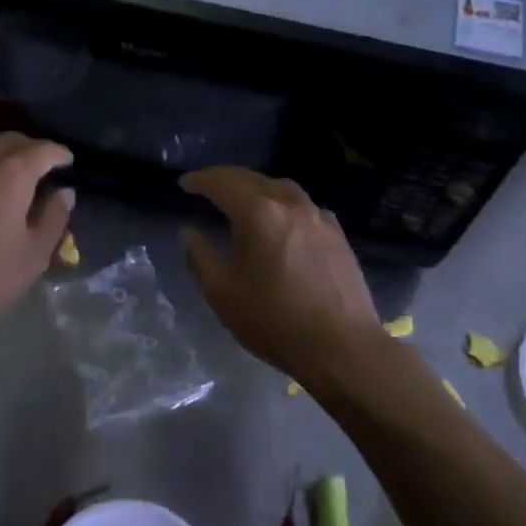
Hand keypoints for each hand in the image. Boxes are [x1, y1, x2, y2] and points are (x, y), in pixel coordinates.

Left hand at [0, 134, 73, 354]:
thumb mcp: (32, 258)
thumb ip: (53, 219)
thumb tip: (64, 193)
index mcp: (10, 177)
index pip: (42, 150)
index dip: (58, 153)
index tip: (66, 161)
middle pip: (8, 140)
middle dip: (28, 148)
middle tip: (38, 167)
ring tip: (1, 171)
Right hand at [180, 166, 381, 381]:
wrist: (342, 347)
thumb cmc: (274, 320)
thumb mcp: (222, 293)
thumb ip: (200, 257)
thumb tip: (189, 231)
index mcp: (259, 214)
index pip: (223, 183)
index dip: (200, 180)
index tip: (184, 184)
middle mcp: (290, 204)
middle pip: (253, 179)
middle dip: (226, 178)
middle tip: (206, 186)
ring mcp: (319, 217)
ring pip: (281, 188)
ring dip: (256, 188)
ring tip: (241, 200)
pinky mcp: (337, 235)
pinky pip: (303, 206)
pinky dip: (282, 204)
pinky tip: (281, 221)